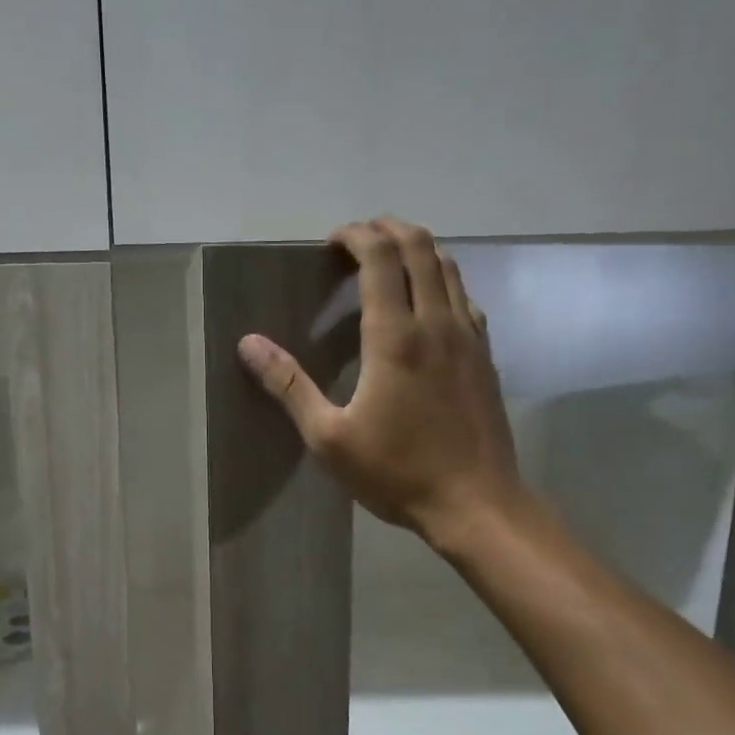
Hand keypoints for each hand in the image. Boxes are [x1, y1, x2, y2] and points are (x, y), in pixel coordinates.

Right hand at [238, 216, 524, 545]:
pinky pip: (465, 296)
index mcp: (395, 337)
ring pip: (448, 266)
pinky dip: (441, 280)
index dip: (355, 236)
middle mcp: (437, 323)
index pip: (380, 256)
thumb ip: (289, 387)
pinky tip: (426, 304)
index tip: (331, 243)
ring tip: (388, 262)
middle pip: (420, 246)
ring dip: (417, 249)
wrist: (475, 504)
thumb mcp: (328, 438)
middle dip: (386, 230)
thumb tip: (249, 344)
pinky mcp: (485, 356)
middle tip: (356, 241)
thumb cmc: (397, 474)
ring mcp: (468, 337)